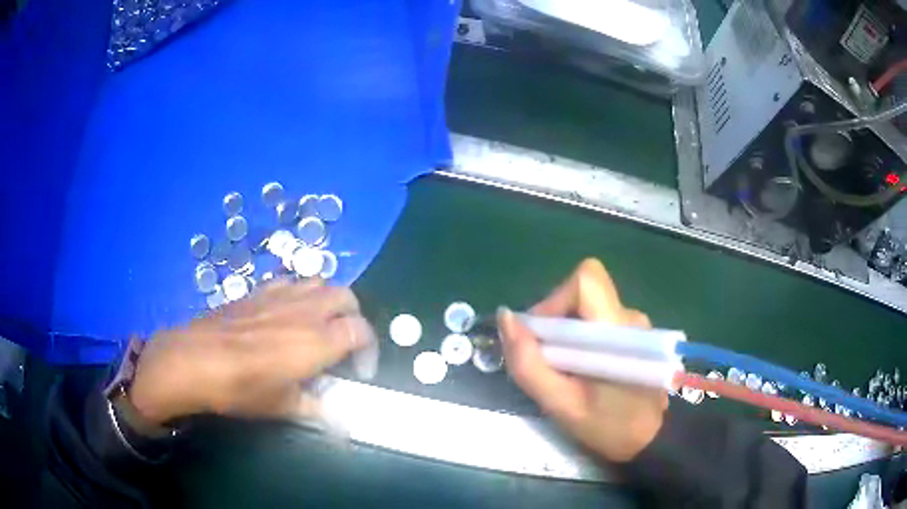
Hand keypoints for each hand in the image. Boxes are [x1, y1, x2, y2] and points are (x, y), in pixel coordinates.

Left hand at [128, 278, 375, 425]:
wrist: (195, 359)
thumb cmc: (241, 387)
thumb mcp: (283, 407)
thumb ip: (318, 411)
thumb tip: (343, 427)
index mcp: (318, 340)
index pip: (361, 331)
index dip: (368, 350)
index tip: (357, 372)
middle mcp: (306, 311)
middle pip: (347, 298)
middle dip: (353, 318)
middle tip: (343, 343)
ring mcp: (281, 295)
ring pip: (320, 283)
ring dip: (327, 301)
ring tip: (317, 326)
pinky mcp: (259, 290)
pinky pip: (291, 282)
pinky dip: (299, 294)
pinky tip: (285, 314)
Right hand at [498, 258, 668, 462]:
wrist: (650, 438)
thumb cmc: (608, 426)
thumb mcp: (561, 404)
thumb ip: (529, 363)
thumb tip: (506, 318)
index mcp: (616, 330)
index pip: (585, 280)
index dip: (555, 300)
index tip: (542, 337)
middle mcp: (629, 316)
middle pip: (582, 292)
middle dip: (555, 320)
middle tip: (548, 360)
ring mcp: (634, 323)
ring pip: (588, 307)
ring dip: (566, 332)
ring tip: (565, 370)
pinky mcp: (633, 333)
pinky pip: (597, 320)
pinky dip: (580, 338)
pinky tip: (582, 368)